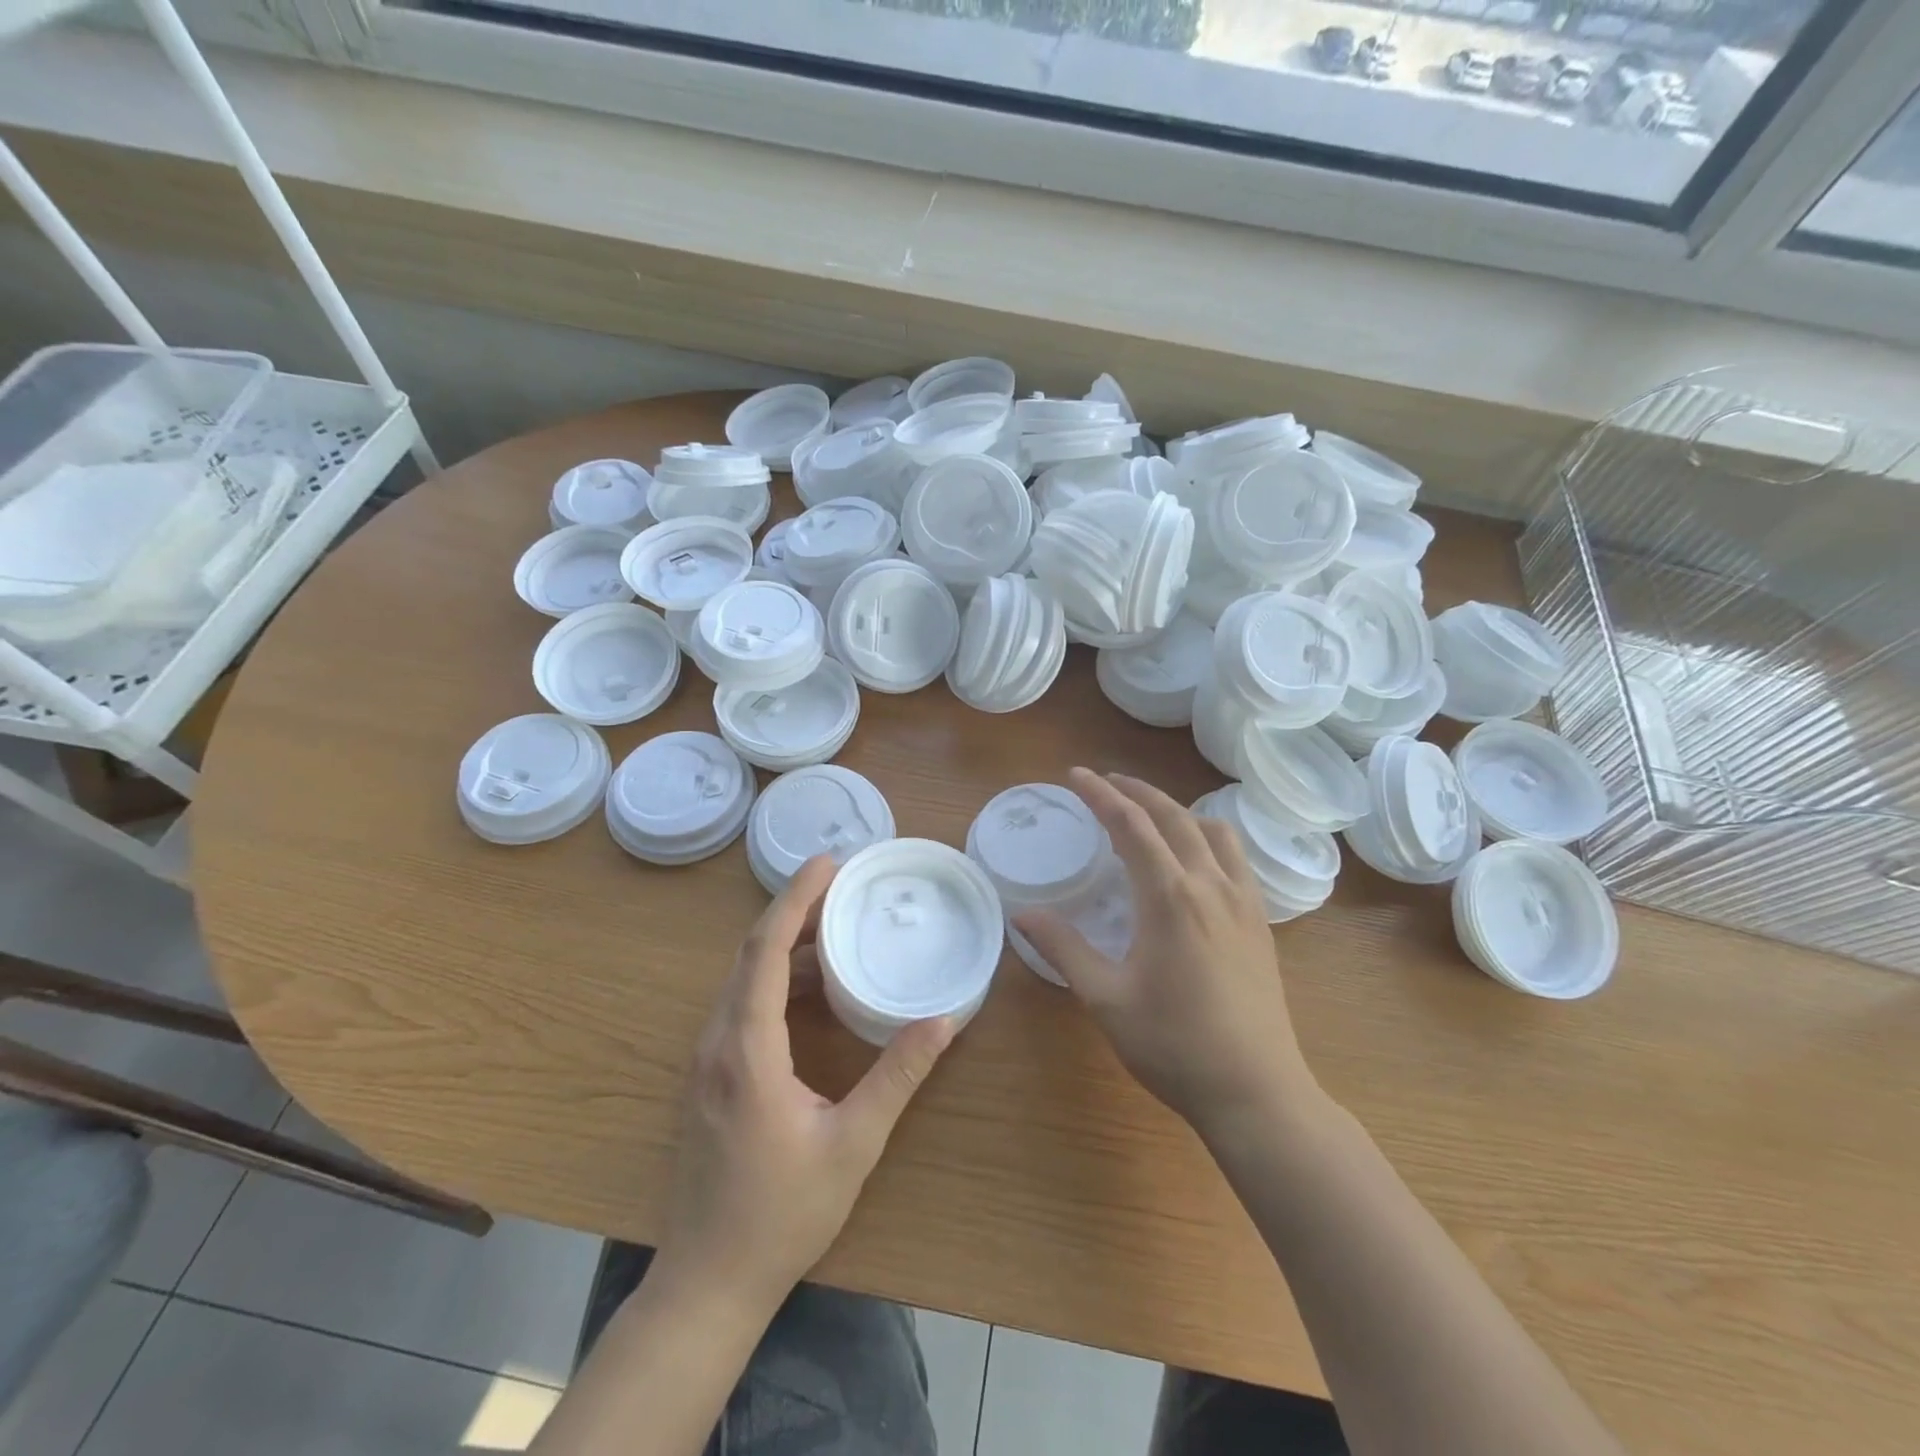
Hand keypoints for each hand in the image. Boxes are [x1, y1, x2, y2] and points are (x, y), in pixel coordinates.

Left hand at [655, 856, 957, 1310]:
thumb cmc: (781, 1214)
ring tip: (836, 927)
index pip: (765, 952)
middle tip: (842, 885)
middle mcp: (717, 1043)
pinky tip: (814, 987)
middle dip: (794, 912)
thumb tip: (943, 1019)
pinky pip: (741, 1006)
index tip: (826, 862)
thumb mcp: (853, 1143)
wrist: (707, 1282)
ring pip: (742, 980)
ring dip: (786, 946)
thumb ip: (898, 1076)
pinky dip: (776, 979)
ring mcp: (706, 1061)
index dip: (794, 900)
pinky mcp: (709, 1078)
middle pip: (750, 955)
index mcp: (747, 1050)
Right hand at [1016, 769, 1315, 1137]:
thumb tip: (1023, 915)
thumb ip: (1063, 949)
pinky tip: (1195, 858)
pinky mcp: (1261, 922)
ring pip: (1213, 830)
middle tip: (1105, 782)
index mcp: (1170, 897)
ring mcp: (1244, 902)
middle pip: (1174, 816)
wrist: (1256, 1092)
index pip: (1131, 826)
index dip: (1101, 795)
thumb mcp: (1105, 998)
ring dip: (1177, 810)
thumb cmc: (1174, 1045)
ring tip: (1149, 813)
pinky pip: (1236, 857)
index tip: (1076, 776)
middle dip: (1136, 791)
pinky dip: (1208, 836)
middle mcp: (1211, 886)